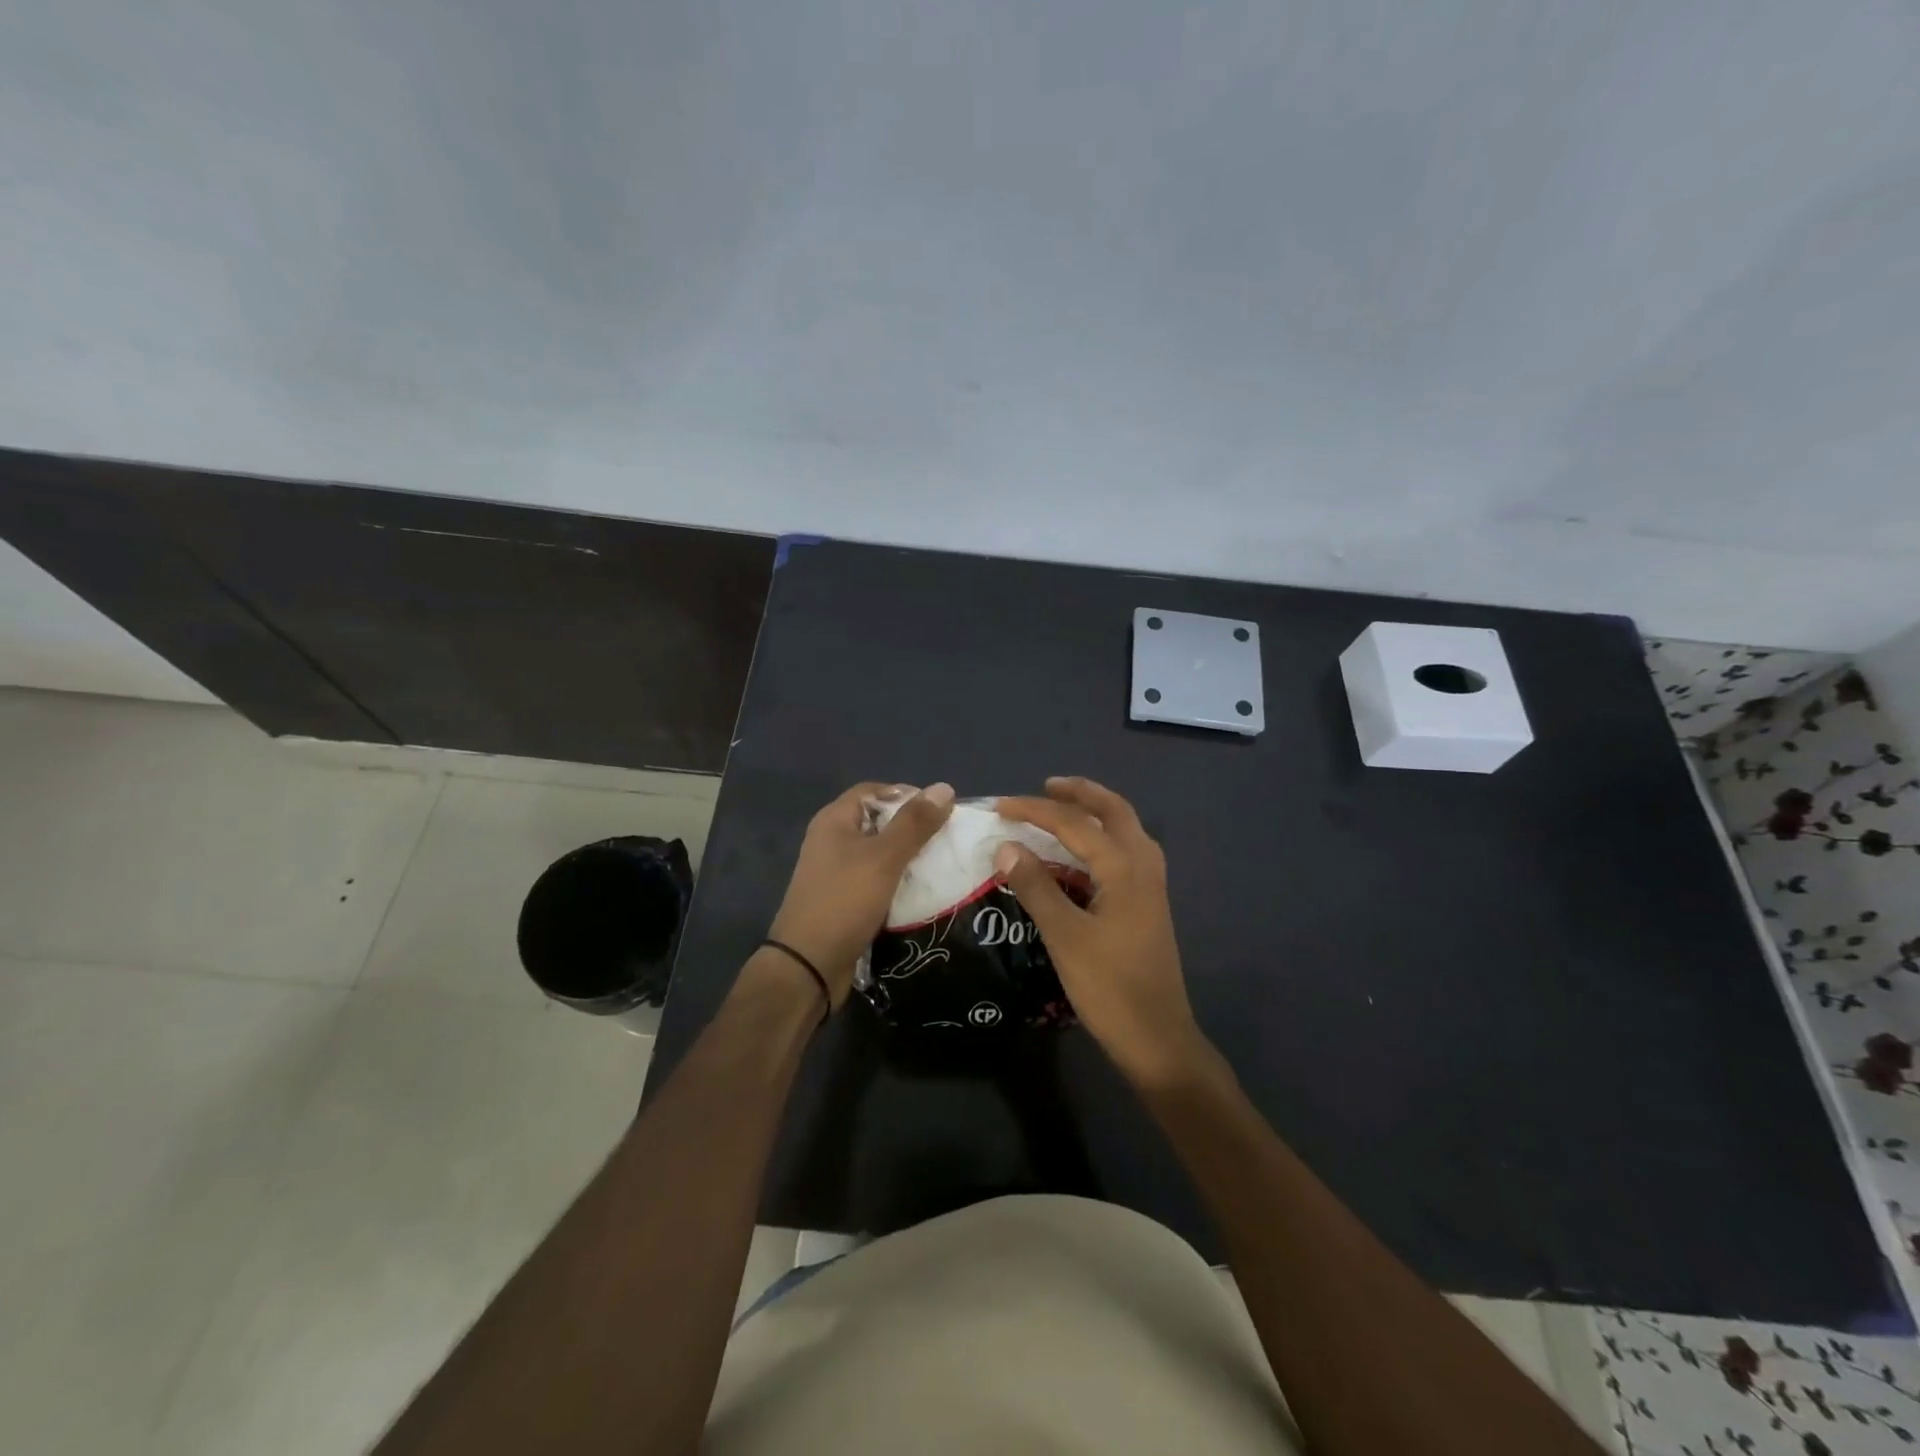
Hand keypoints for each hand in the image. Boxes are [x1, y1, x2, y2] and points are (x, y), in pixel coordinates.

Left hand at [766, 781, 956, 1004]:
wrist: (809, 966)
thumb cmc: (845, 901)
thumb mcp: (884, 857)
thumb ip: (914, 823)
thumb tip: (944, 788)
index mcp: (834, 821)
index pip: (874, 791)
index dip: (906, 794)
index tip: (939, 810)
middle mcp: (831, 841)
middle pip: (878, 822)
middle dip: (912, 828)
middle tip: (946, 839)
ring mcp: (835, 873)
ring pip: (879, 855)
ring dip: (908, 858)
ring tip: (941, 865)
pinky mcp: (844, 902)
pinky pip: (876, 882)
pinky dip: (898, 884)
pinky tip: (922, 893)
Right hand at [995, 777, 1205, 1085]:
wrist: (1157, 1038)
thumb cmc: (1109, 987)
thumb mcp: (1064, 936)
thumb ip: (1036, 887)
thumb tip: (1006, 847)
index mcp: (1124, 867)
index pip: (1074, 823)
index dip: (1034, 811)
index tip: (999, 806)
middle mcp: (1143, 865)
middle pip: (1114, 810)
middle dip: (1080, 794)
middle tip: (1046, 787)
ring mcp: (1151, 885)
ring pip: (1126, 829)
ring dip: (1096, 812)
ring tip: (1062, 810)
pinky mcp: (1149, 903)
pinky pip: (1127, 851)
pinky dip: (1103, 838)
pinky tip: (1083, 855)